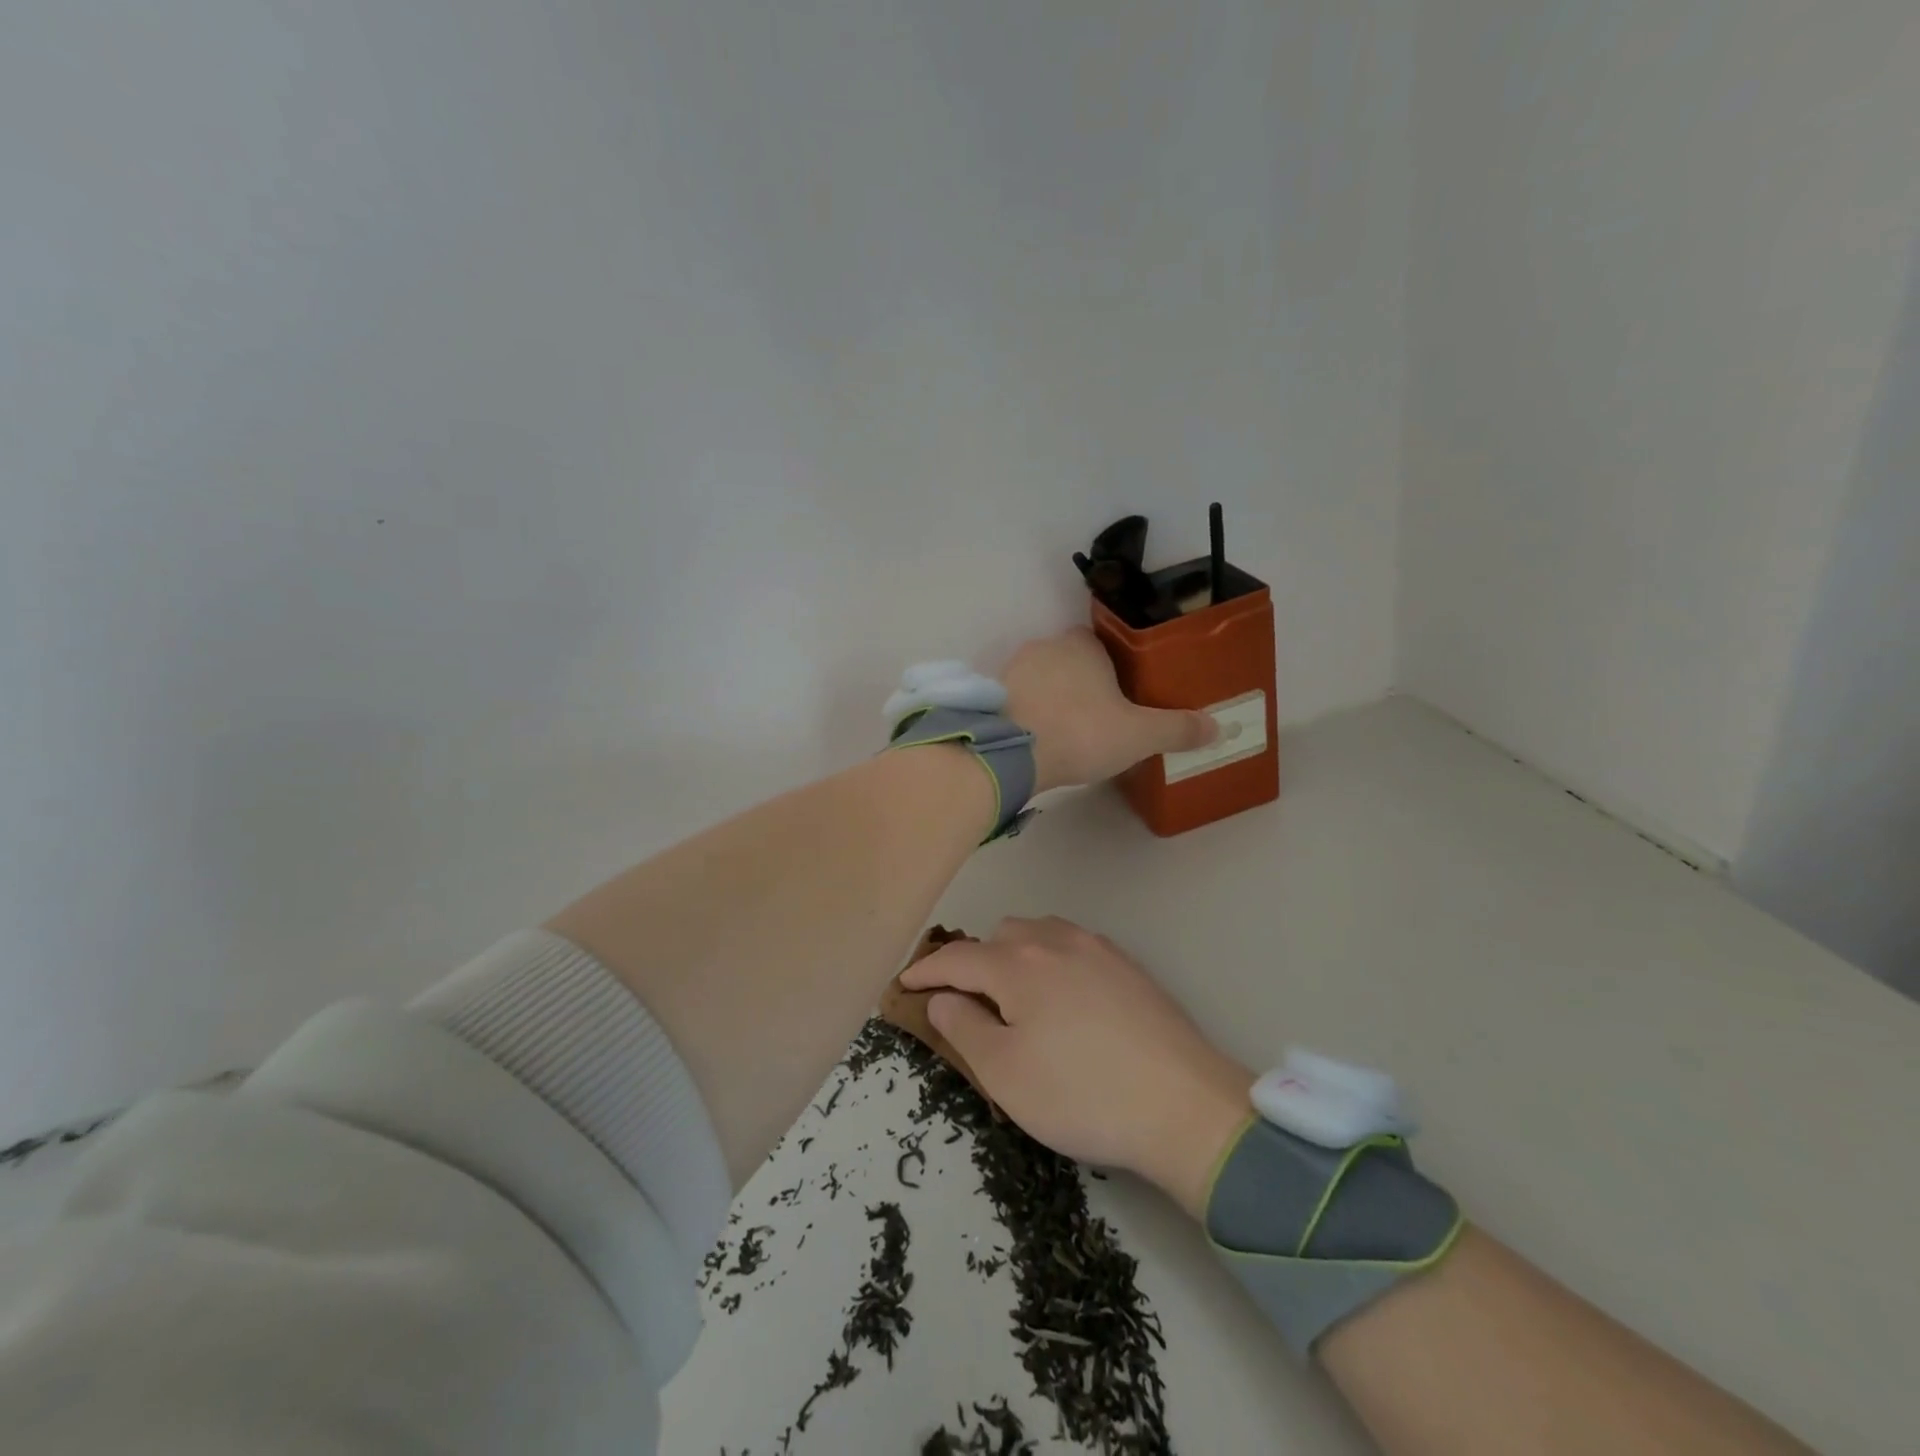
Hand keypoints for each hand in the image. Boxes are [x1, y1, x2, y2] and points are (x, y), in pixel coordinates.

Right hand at [898, 916, 1253, 1218]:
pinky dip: (1051, 960)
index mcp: (1018, 963)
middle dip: (975, 962)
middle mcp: (1056, 940)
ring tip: (1016, 997)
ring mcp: (1097, 948)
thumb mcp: (1005, 1073)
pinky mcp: (1128, 965)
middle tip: (969, 1003)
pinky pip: (1073, 946)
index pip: (957, 958)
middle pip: (999, 936)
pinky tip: (1064, 997)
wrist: (1183, 1103)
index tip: (904, 984)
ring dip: (1015, 955)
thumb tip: (942, 998)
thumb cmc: (1081, 1094)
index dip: (926, 971)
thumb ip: (964, 1027)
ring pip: (1039, 933)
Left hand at [1002, 628, 1215, 793]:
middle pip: (1068, 661)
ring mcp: (1012, 671)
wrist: (1011, 753)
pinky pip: (1016, 702)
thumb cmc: (1081, 732)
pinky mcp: (990, 698)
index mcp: (1082, 645)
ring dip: (1051, 700)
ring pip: (1040, 681)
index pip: (1100, 644)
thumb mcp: (1139, 735)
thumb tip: (1218, 726)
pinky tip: (1037, 741)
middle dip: (1081, 685)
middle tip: (1098, 719)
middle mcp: (1045, 648)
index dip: (1113, 667)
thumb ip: (1176, 729)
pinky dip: (1027, 716)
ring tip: (1067, 734)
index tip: (1122, 694)